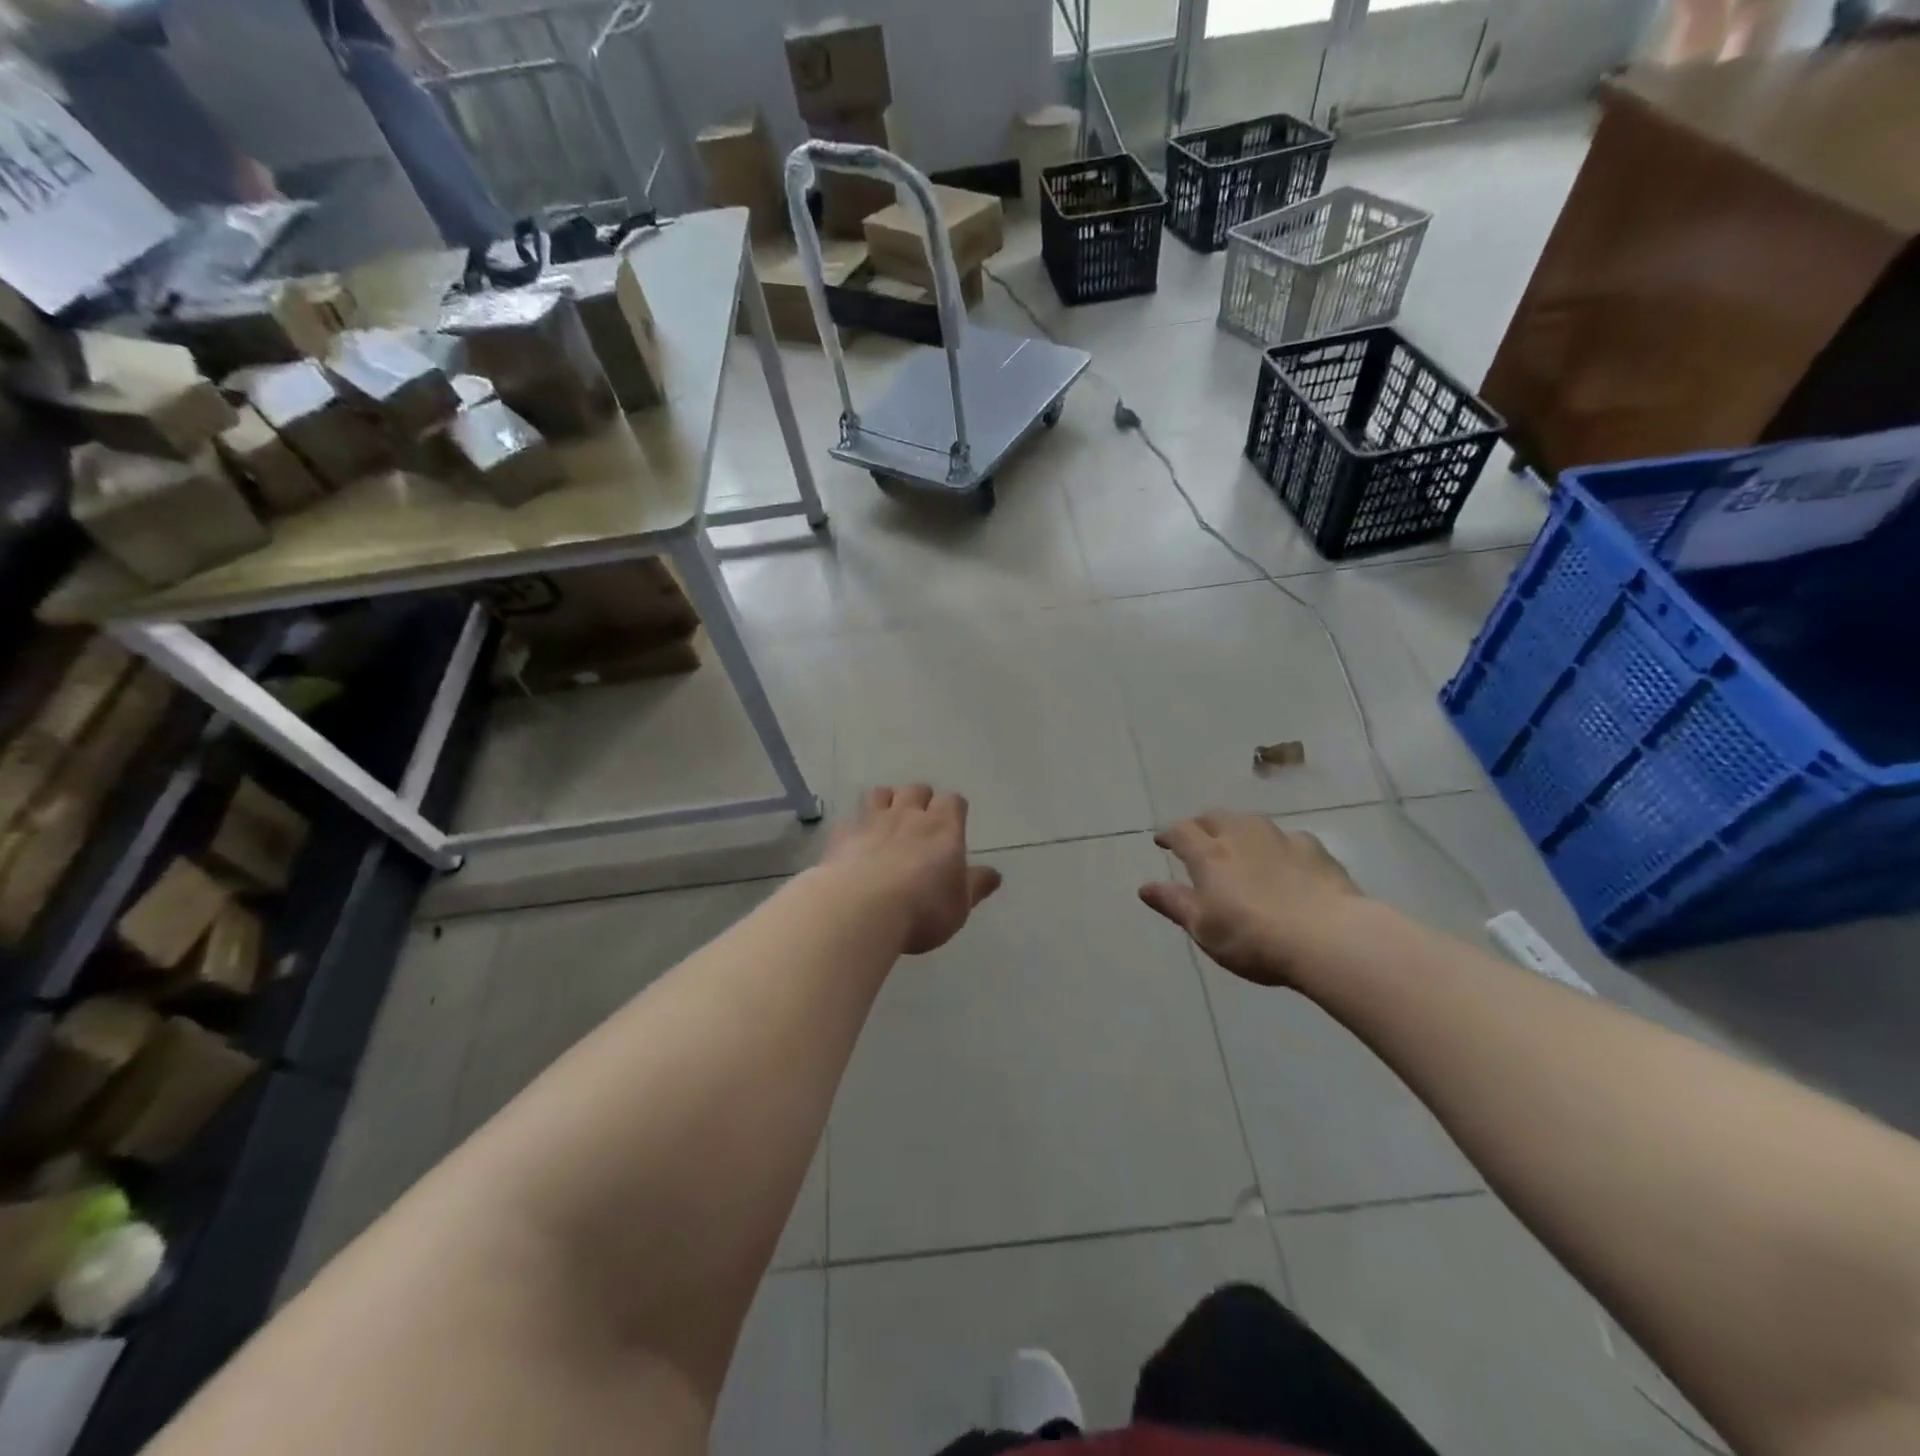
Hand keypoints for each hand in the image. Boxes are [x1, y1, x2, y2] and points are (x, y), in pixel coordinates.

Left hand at [824, 784, 1001, 954]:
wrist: (862, 908)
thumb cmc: (923, 909)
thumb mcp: (960, 905)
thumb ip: (976, 886)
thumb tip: (994, 874)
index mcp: (943, 828)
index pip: (953, 802)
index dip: (953, 810)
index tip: (953, 825)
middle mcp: (909, 815)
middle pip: (916, 789)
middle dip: (920, 800)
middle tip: (919, 822)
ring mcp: (872, 821)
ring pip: (880, 793)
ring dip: (885, 802)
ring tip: (886, 822)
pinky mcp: (843, 835)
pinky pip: (850, 820)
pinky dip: (854, 828)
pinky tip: (854, 844)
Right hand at [1140, 811, 1360, 986]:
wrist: (1328, 938)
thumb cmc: (1253, 938)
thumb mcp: (1204, 929)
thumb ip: (1174, 903)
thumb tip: (1144, 887)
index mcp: (1209, 854)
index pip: (1181, 831)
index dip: (1169, 834)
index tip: (1162, 841)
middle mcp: (1240, 835)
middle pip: (1214, 817)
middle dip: (1201, 825)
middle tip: (1197, 838)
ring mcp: (1280, 838)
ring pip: (1250, 821)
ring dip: (1237, 828)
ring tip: (1238, 843)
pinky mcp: (1314, 849)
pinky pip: (1287, 838)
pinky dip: (1277, 845)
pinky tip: (1284, 859)